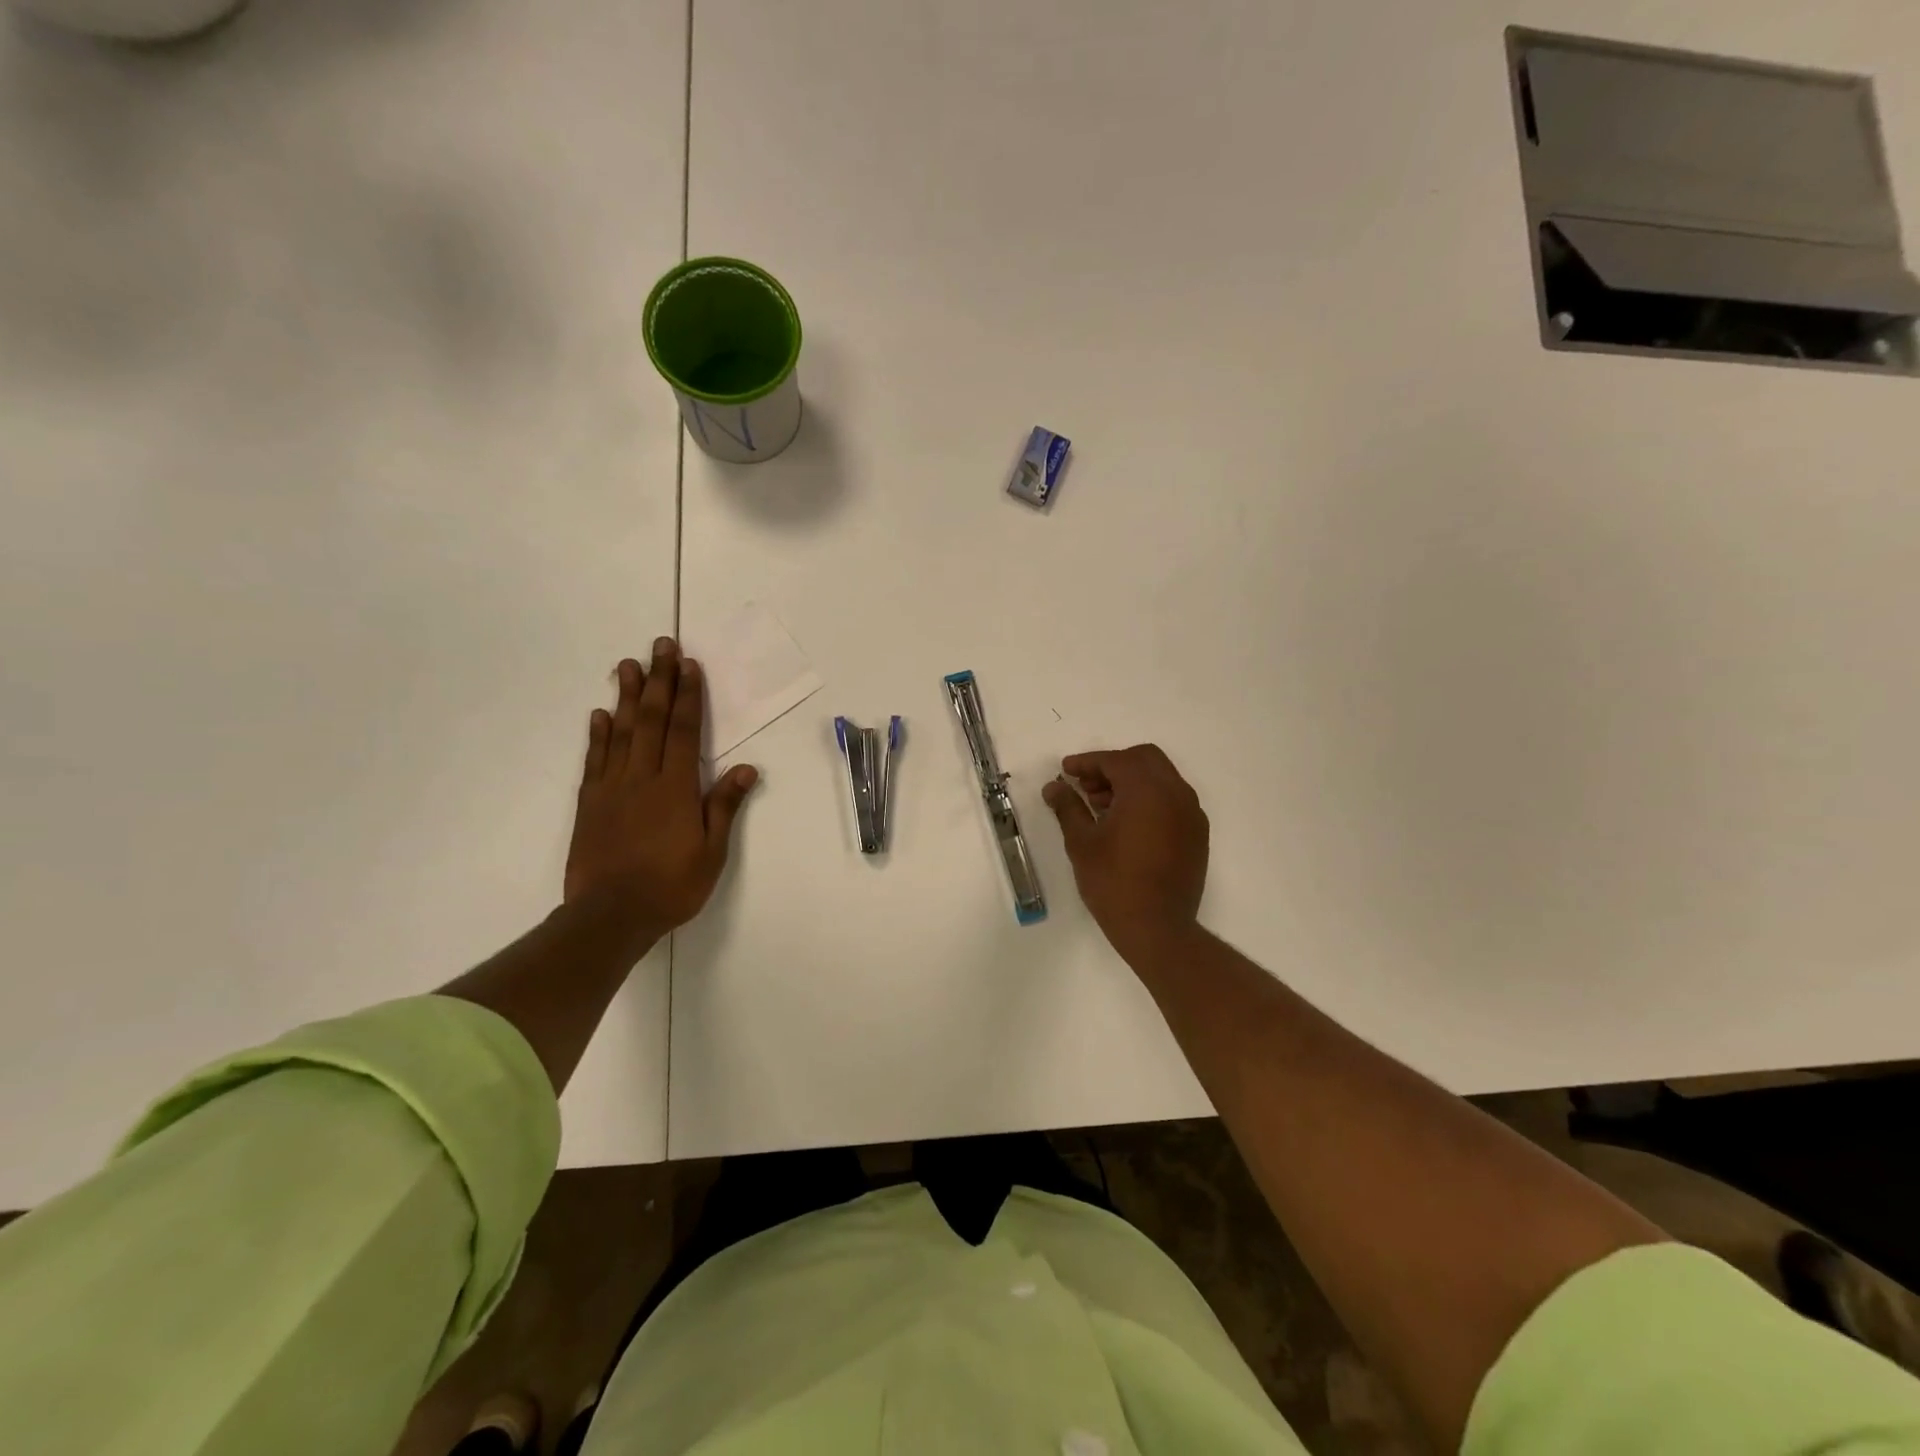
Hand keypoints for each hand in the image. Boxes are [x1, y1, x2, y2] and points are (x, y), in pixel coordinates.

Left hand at [563, 637, 757, 944]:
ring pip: (621, 732)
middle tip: (660, 645)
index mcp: (675, 788)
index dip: (688, 696)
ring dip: (627, 696)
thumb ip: (724, 806)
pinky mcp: (589, 802)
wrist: (609, 916)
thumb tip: (745, 768)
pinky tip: (601, 714)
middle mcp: (642, 777)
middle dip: (659, 680)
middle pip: (652, 720)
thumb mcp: (711, 852)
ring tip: (628, 665)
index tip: (689, 665)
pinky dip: (598, 734)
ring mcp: (611, 788)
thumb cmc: (671, 886)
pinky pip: (594, 760)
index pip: (684, 731)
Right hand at [1042, 744, 1208, 966]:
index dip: (1087, 762)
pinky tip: (1127, 824)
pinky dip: (1150, 799)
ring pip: (1161, 778)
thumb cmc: (1114, 883)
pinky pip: (1173, 800)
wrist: (1157, 929)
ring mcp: (1191, 813)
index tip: (1066, 771)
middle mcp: (1175, 793)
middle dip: (1113, 766)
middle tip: (1086, 786)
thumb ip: (1067, 807)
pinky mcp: (1197, 833)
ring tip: (1102, 807)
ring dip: (1132, 782)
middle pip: (1144, 759)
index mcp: (1147, 790)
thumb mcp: (1082, 842)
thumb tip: (1054, 786)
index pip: (1115, 760)